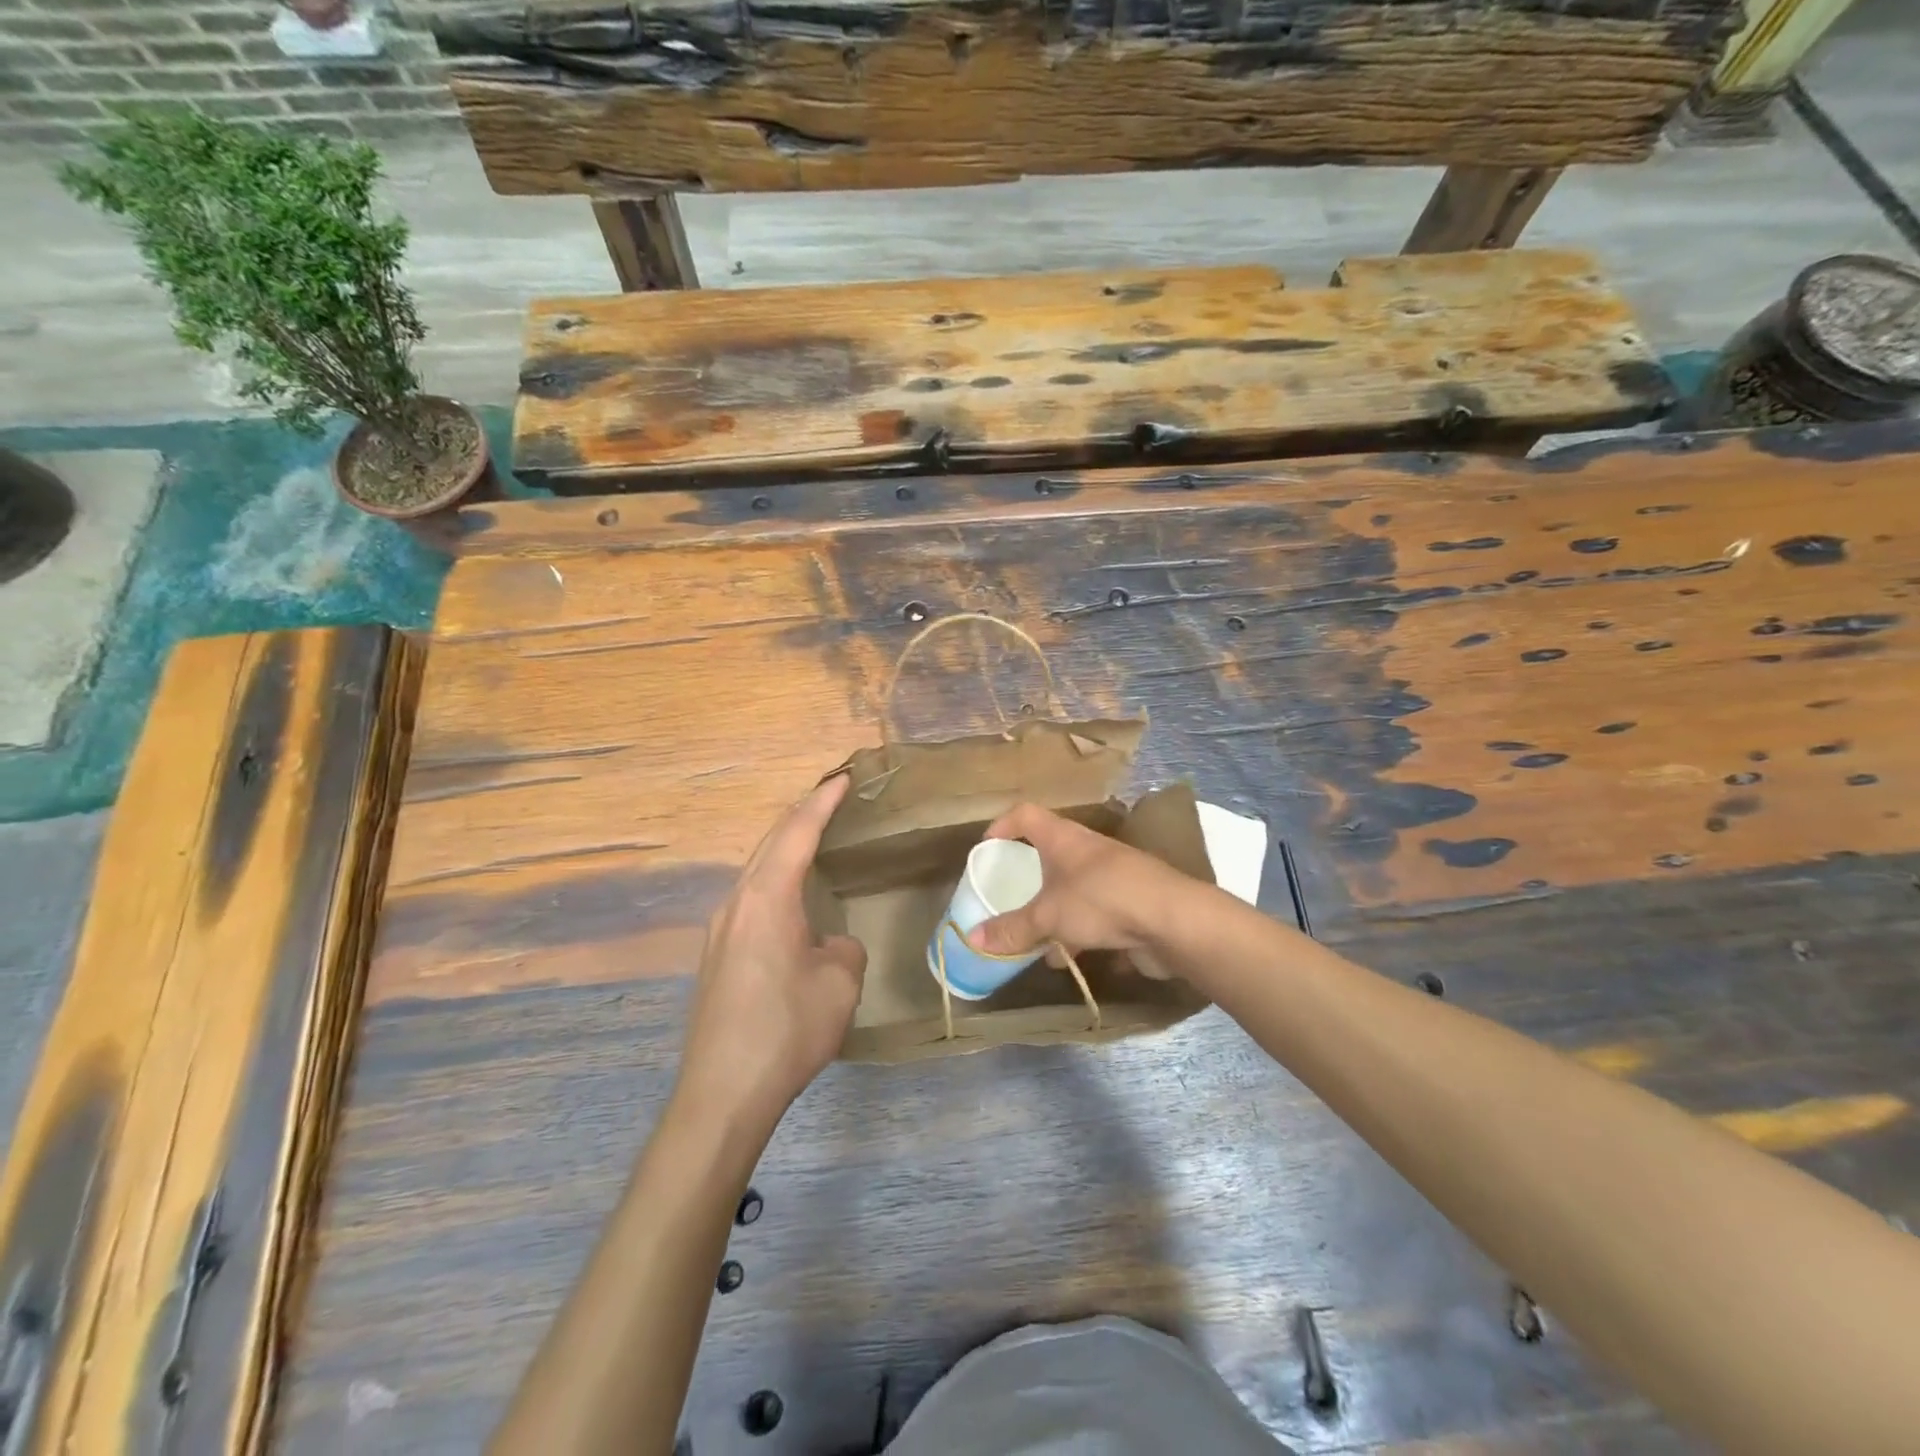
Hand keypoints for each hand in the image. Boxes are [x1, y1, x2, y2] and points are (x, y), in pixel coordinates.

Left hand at [676, 774, 865, 1133]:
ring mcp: (720, 929)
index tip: (843, 778)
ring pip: (756, 869)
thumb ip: (843, 948)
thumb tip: (828, 944)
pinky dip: (774, 878)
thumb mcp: (840, 983)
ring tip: (813, 838)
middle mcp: (737, 902)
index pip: (798, 832)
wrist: (722, 1092)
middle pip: (770, 842)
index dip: (822, 802)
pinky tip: (788, 897)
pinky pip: (749, 897)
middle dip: (801, 815)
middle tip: (830, 797)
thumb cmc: (787, 1029)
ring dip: (784, 847)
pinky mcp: (715, 955)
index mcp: (767, 897)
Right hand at [966, 803, 1199, 963]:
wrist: (1173, 921)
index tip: (986, 847)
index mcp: (1064, 838)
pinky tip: (1065, 958)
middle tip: (1007, 893)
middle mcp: (1087, 851)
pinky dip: (1075, 932)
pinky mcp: (1129, 904)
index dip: (1003, 825)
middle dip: (1028, 874)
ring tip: (1030, 935)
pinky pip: (1092, 914)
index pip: (1026, 815)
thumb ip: (1012, 929)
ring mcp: (1111, 877)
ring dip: (1051, 908)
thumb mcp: (1049, 916)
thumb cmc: (1102, 900)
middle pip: (1050, 852)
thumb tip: (972, 939)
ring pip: (1071, 887)